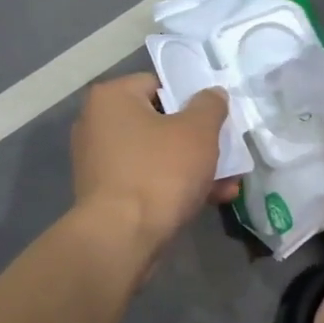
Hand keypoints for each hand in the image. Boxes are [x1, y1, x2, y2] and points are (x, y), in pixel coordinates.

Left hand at [71, 75, 240, 255]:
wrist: (122, 238)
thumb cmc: (160, 172)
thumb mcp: (198, 132)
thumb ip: (210, 105)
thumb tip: (212, 94)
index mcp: (111, 98)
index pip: (157, 85)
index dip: (190, 101)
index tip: (213, 121)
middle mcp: (96, 124)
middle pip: (159, 122)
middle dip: (197, 141)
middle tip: (225, 154)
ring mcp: (97, 161)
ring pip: (156, 155)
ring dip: (191, 168)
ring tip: (227, 184)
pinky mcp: (104, 194)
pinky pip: (145, 180)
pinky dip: (173, 187)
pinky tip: (208, 201)